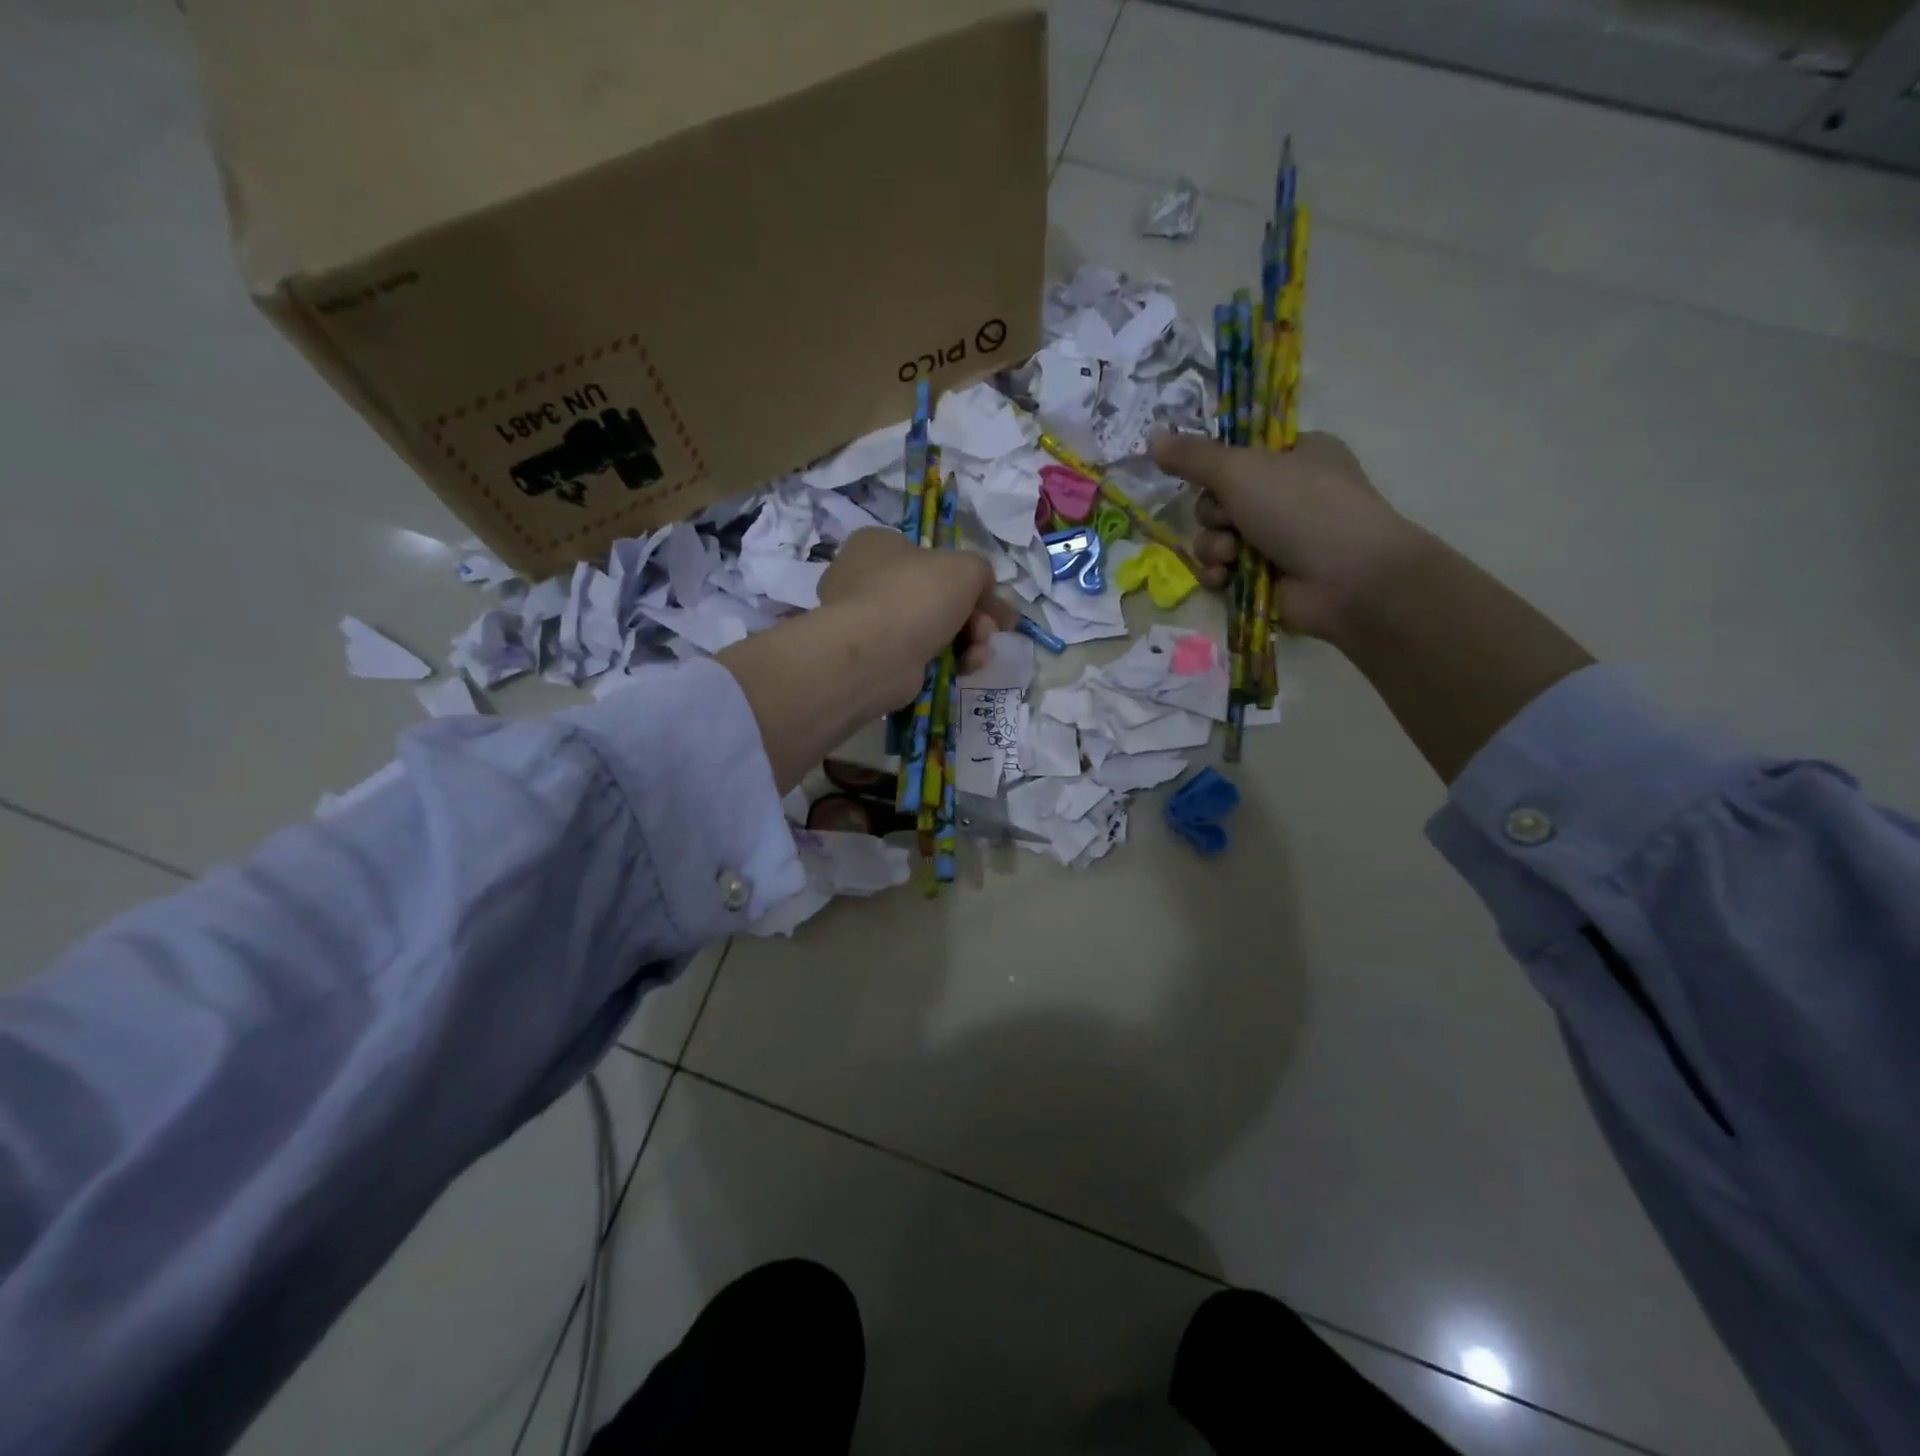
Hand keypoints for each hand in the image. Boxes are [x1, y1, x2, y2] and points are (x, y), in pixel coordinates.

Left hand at [818, 528, 1015, 711]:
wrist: (876, 654)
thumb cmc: (916, 595)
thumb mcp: (967, 567)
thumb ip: (981, 572)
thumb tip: (983, 594)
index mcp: (877, 545)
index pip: (930, 557)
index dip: (968, 579)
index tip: (993, 600)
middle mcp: (866, 580)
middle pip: (937, 596)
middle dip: (974, 616)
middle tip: (992, 630)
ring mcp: (869, 623)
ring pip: (932, 628)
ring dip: (967, 640)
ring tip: (978, 654)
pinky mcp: (875, 659)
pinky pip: (920, 656)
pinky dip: (946, 661)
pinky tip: (963, 668)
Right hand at [1149, 430, 1428, 641]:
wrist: (1347, 579)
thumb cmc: (1302, 508)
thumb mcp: (1242, 470)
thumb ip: (1193, 456)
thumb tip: (1150, 435)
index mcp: (1294, 455)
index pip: (1238, 454)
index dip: (1216, 467)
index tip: (1204, 474)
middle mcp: (1286, 495)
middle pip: (1218, 499)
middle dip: (1213, 514)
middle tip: (1229, 519)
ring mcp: (1277, 539)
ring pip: (1215, 537)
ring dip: (1214, 547)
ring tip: (1233, 555)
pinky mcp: (1264, 578)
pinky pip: (1221, 570)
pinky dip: (1218, 574)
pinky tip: (1226, 578)